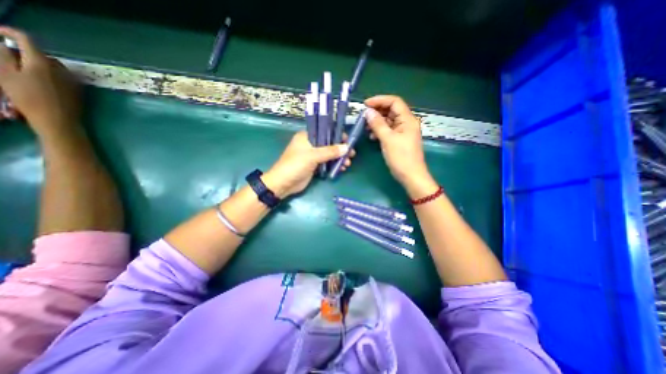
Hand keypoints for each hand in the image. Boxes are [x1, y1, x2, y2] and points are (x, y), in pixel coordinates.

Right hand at [1, 28, 79, 137]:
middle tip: (8, 56)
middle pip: (41, 54)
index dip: (9, 33)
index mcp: (42, 61)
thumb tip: (5, 44)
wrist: (57, 119)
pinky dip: (49, 75)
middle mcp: (62, 69)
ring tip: (22, 71)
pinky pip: (62, 77)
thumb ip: (5, 55)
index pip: (27, 39)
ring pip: (52, 66)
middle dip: (24, 52)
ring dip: (37, 65)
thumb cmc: (28, 97)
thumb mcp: (5, 73)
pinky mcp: (78, 90)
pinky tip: (39, 83)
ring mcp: (73, 80)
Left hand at [261, 130, 355, 198]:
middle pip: (329, 143)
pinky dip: (334, 165)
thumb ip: (330, 151)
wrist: (283, 184)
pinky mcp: (314, 166)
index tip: (348, 141)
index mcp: (307, 136)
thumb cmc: (295, 165)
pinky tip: (342, 168)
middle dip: (341, 149)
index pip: (325, 131)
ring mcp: (313, 156)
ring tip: (347, 164)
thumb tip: (346, 148)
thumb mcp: (313, 156)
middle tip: (351, 154)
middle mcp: (310, 144)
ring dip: (339, 158)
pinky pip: (327, 163)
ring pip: (329, 154)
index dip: (337, 135)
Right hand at [364, 95, 437, 196]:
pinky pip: (388, 130)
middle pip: (391, 111)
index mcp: (407, 119)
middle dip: (377, 112)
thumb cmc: (401, 158)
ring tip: (366, 127)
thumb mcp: (388, 139)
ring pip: (388, 121)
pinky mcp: (399, 140)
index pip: (394, 102)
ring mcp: (403, 132)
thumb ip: (378, 124)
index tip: (365, 105)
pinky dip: (379, 131)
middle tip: (363, 117)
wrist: (411, 176)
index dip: (380, 100)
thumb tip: (368, 112)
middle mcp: (406, 123)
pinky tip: (372, 136)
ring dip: (377, 122)